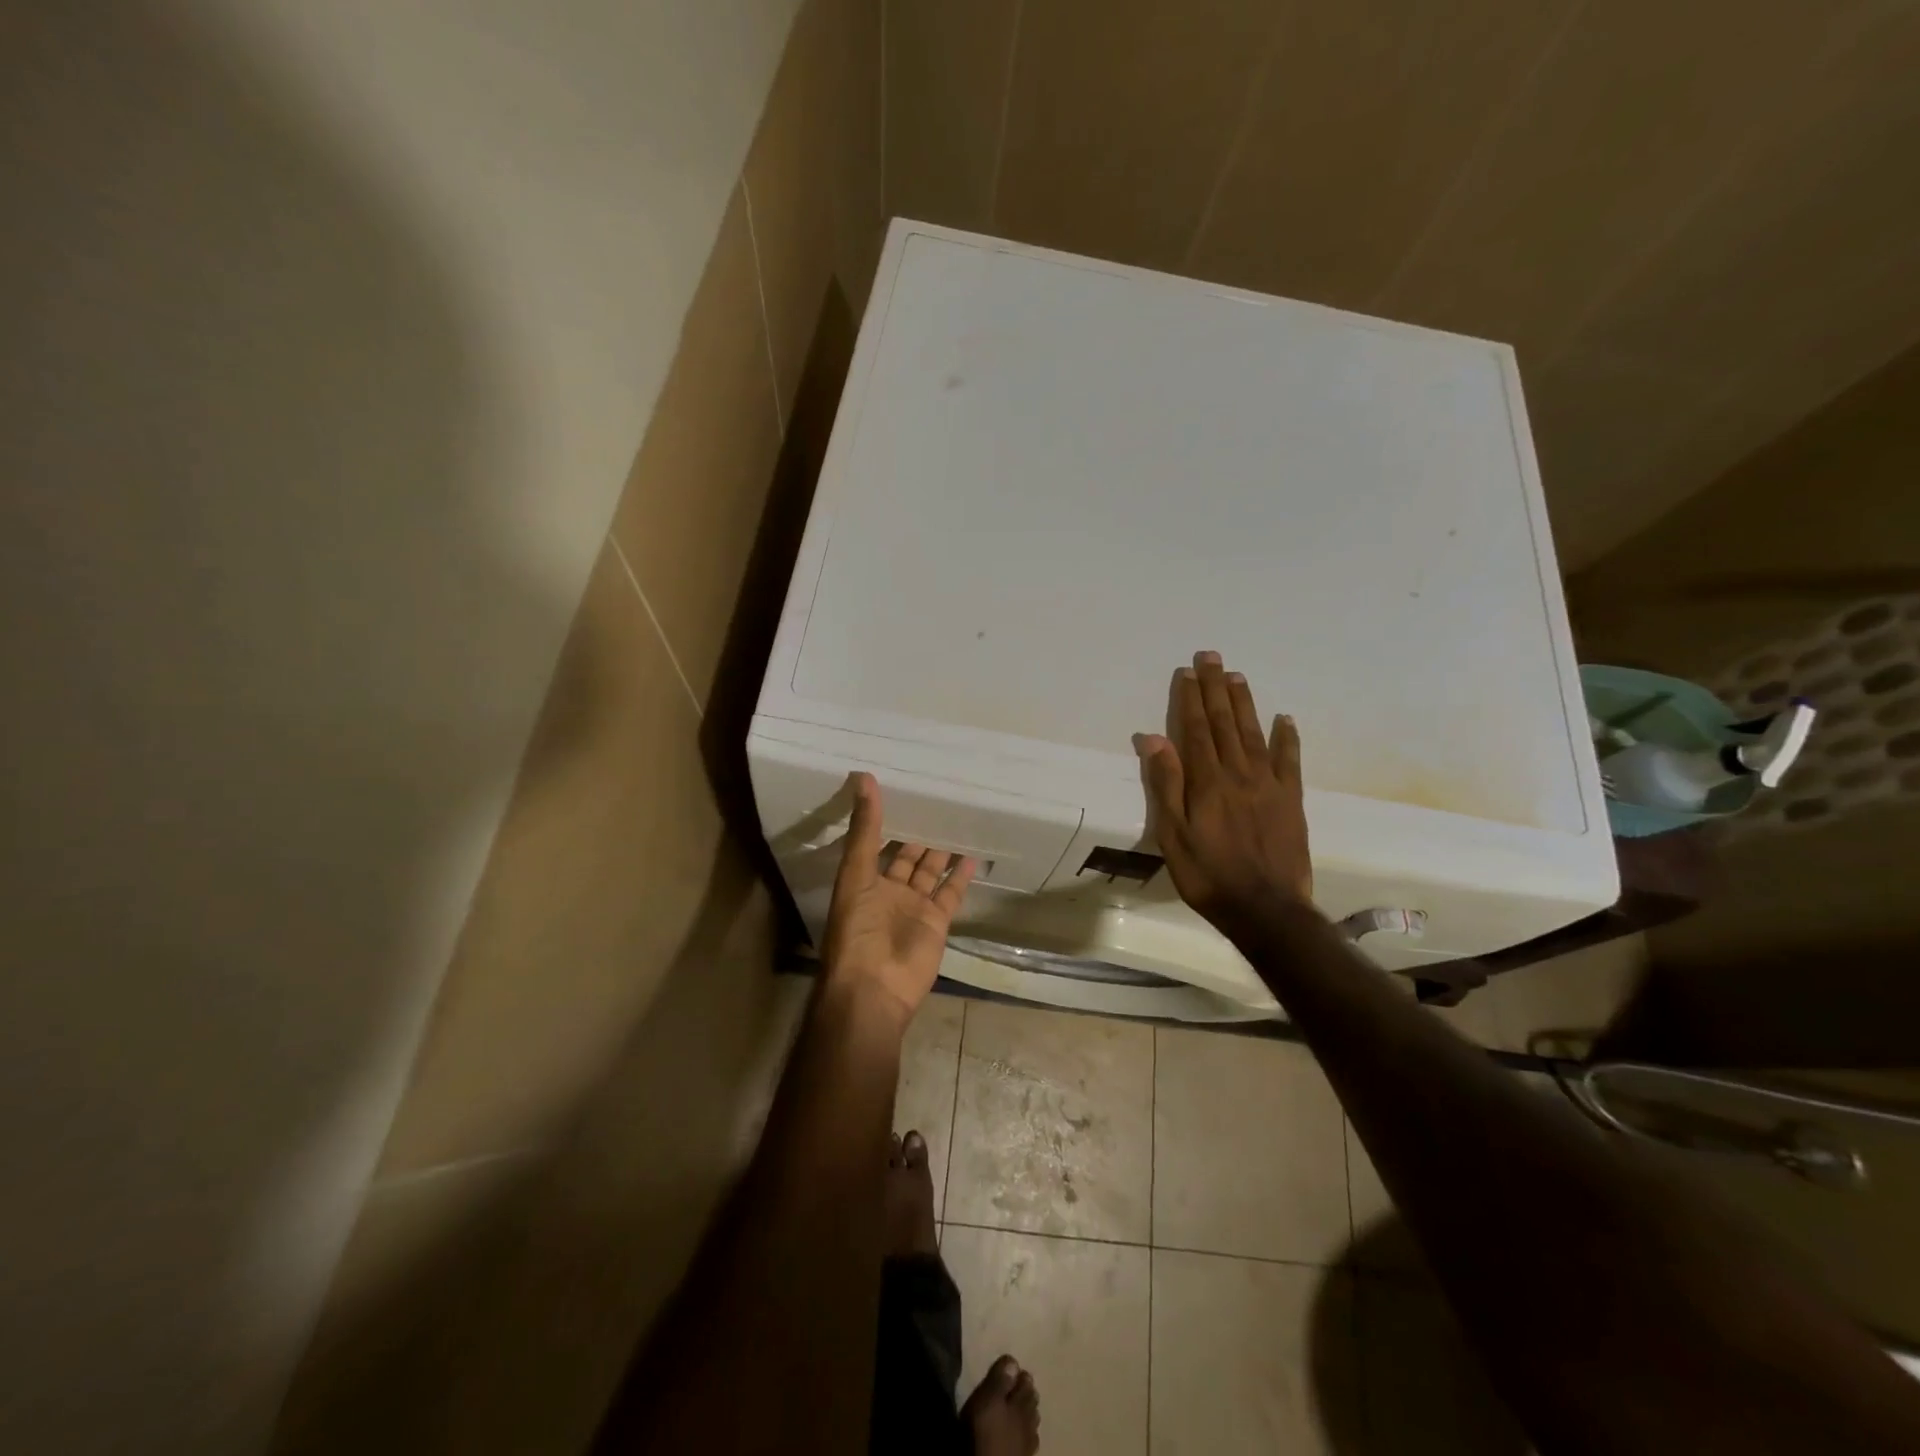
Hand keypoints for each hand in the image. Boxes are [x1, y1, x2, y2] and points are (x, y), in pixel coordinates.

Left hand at [822, 773, 975, 1026]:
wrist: (875, 987)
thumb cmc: (857, 929)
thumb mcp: (856, 873)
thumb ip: (864, 829)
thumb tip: (864, 779)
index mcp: (863, 880)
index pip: (875, 842)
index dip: (885, 820)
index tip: (900, 791)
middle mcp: (888, 891)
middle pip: (905, 857)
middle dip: (917, 834)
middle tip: (936, 804)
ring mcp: (914, 907)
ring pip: (929, 872)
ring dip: (940, 852)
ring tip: (956, 822)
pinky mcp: (937, 922)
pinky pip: (950, 893)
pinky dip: (960, 876)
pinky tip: (971, 855)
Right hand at [1134, 651, 1312, 931]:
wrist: (1266, 909)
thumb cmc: (1208, 875)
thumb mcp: (1173, 835)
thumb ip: (1165, 784)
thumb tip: (1152, 738)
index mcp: (1206, 781)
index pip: (1195, 730)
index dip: (1190, 699)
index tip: (1187, 671)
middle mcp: (1238, 773)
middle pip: (1225, 723)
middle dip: (1216, 688)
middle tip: (1212, 656)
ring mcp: (1269, 785)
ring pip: (1254, 733)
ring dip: (1245, 703)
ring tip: (1237, 676)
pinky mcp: (1292, 800)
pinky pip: (1290, 760)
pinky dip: (1287, 737)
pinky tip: (1285, 718)